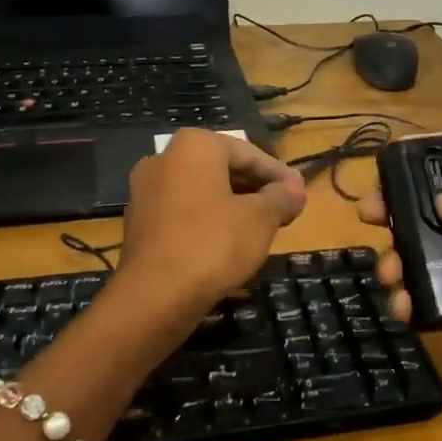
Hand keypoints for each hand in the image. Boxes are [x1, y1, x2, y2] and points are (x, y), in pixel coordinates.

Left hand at [117, 129, 306, 313]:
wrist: (154, 295)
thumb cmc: (214, 244)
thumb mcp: (260, 219)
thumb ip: (281, 198)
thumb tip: (295, 191)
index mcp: (194, 145)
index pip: (249, 154)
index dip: (280, 175)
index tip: (301, 193)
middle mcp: (164, 158)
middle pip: (223, 169)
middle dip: (256, 189)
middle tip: (285, 209)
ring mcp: (146, 191)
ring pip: (202, 192)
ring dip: (233, 205)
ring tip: (262, 228)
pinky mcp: (139, 222)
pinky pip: (183, 212)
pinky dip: (208, 221)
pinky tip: (229, 243)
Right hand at [357, 174, 441, 428]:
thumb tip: (441, 203)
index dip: (437, 173)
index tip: (396, 174)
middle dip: (401, 214)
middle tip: (367, 214)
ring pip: (428, 255)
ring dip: (399, 259)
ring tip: (387, 274)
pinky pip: (429, 297)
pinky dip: (409, 298)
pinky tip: (401, 306)